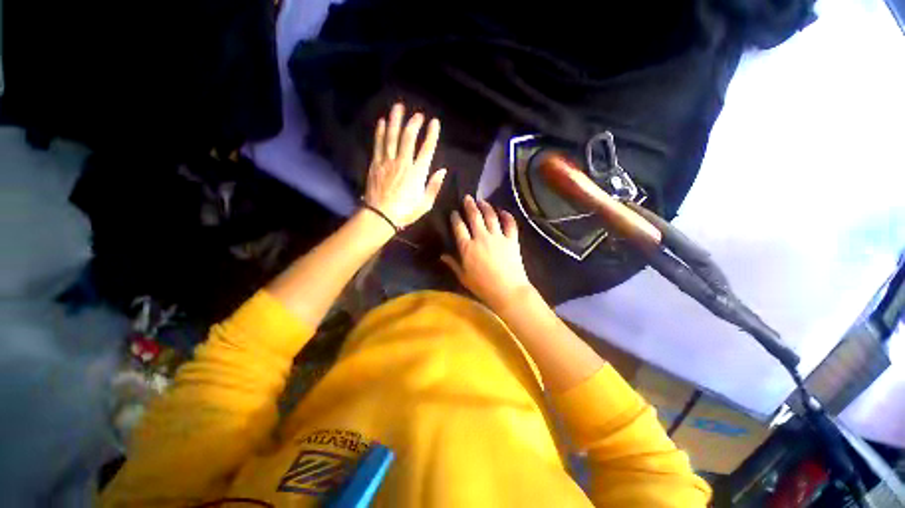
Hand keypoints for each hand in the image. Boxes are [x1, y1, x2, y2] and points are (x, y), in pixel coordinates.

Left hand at [364, 103, 446, 228]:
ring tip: (399, 107)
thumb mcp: (425, 204)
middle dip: (414, 123)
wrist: (380, 216)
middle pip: (409, 138)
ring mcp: (387, 162)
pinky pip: (378, 144)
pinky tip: (383, 122)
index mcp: (417, 173)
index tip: (434, 123)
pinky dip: (380, 132)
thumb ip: (434, 186)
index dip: (431, 135)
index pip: (427, 149)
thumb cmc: (405, 212)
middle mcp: (403, 163)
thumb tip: (442, 171)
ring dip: (396, 120)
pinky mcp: (376, 164)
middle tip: (418, 114)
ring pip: (392, 136)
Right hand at [441, 195, 534, 312]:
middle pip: (474, 216)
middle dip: (469, 205)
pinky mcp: (512, 239)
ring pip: (491, 216)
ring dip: (486, 206)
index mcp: (467, 247)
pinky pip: (510, 223)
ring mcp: (498, 237)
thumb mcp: (463, 277)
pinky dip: (507, 216)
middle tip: (467, 198)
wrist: (507, 290)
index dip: (456, 217)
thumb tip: (442, 255)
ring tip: (482, 201)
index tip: (454, 212)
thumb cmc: (482, 286)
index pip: (459, 227)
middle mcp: (481, 237)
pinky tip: (503, 211)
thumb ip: (453, 264)